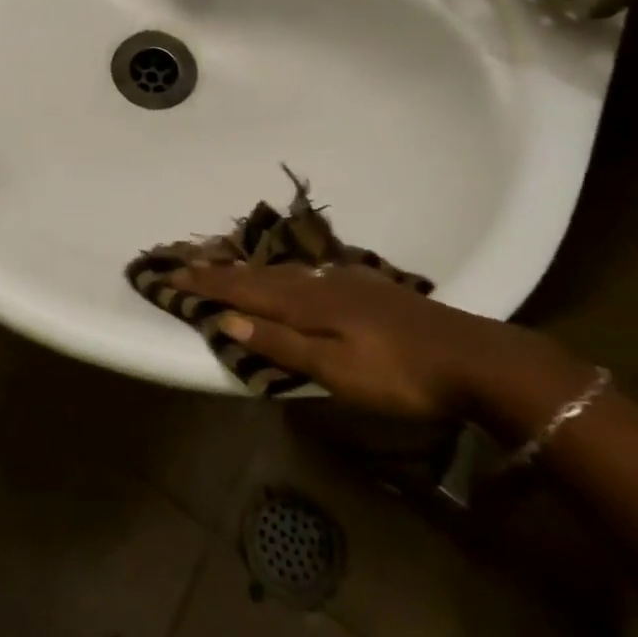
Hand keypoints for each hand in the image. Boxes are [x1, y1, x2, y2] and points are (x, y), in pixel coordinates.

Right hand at [170, 263, 547, 419]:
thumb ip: (281, 343)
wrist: (469, 355)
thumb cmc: (398, 374)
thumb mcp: (336, 370)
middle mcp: (317, 282)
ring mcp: (343, 280)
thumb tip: (227, 318)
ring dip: (247, 269)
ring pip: (281, 270)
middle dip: (218, 270)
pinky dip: (280, 272)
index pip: (242, 290)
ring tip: (224, 265)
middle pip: (257, 274)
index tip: (169, 274)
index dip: (206, 284)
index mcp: (305, 302)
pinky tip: (288, 274)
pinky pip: (305, 272)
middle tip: (184, 263)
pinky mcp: (363, 286)